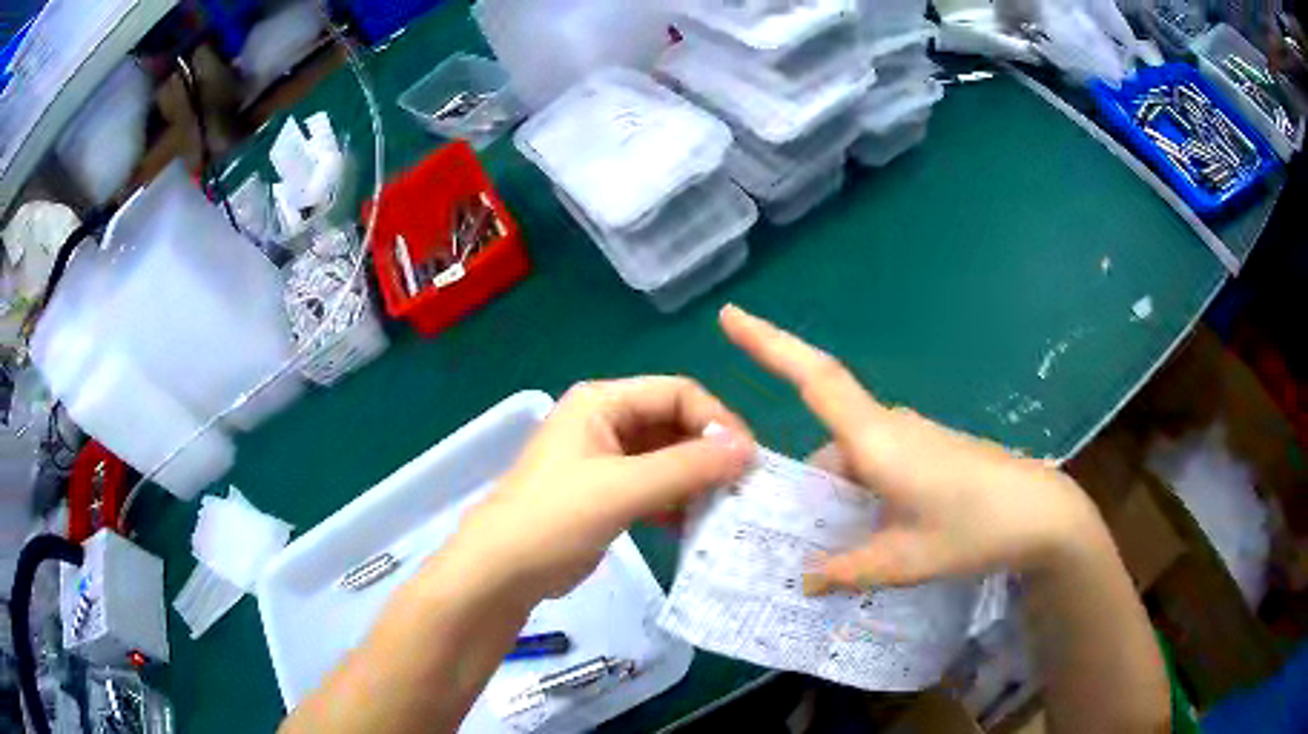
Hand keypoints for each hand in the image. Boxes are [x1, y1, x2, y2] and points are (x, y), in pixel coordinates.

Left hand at [450, 377, 754, 601]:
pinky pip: (654, 485)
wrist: (501, 571)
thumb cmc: (555, 518)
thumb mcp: (623, 489)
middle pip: (674, 423)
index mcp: (603, 401)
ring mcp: (605, 458)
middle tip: (744, 486)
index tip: (749, 459)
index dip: (717, 420)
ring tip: (728, 507)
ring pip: (667, 457)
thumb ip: (686, 466)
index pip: (677, 393)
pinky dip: (677, 500)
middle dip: (709, 452)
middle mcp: (606, 420)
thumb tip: (748, 449)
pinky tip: (697, 524)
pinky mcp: (607, 492)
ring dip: (697, 478)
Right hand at [720, 305, 1101, 587]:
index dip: (769, 343)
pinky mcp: (931, 451)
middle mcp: (891, 427)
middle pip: (828, 441)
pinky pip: (880, 465)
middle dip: (808, 487)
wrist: (1042, 513)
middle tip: (792, 539)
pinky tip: (877, 537)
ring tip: (838, 553)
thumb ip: (848, 569)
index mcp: (877, 440)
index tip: (728, 315)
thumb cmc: (973, 528)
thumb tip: (805, 579)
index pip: (813, 376)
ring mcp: (914, 437)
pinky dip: (865, 496)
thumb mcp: (904, 561)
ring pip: (855, 459)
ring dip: (840, 498)